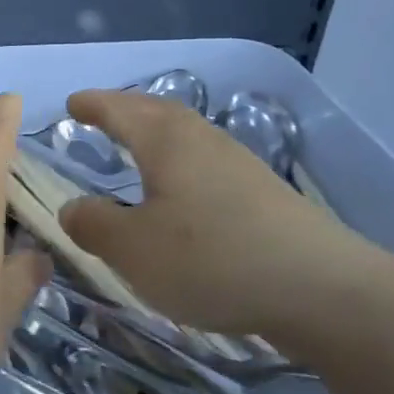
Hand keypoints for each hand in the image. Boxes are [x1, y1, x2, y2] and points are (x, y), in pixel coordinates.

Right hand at [56, 90, 386, 345]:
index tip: (72, 104)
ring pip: (185, 133)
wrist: (321, 289)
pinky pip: (205, 159)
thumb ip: (94, 225)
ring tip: (137, 148)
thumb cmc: (211, 260)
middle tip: (101, 114)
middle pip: (157, 111)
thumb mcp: (133, 250)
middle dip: (125, 108)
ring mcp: (237, 163)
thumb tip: (72, 207)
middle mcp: (201, 140)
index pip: (119, 109)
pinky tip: (182, 189)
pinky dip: (180, 160)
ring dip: (155, 132)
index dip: (92, 105)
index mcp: (165, 142)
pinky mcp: (262, 192)